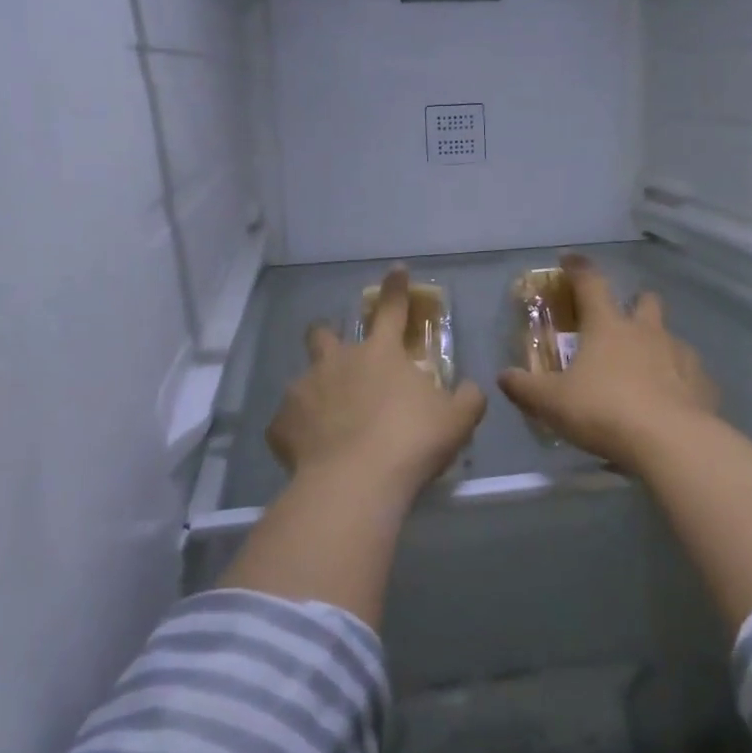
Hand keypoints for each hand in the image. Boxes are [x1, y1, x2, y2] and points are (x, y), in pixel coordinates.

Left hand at [268, 268, 487, 509]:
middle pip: (323, 333)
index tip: (395, 269)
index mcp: (381, 354)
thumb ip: (467, 399)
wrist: (355, 483)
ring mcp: (304, 389)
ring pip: (303, 379)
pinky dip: (299, 433)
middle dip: (326, 334)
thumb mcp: (456, 421)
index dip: (396, 288)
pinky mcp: (281, 423)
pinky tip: (311, 453)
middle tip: (335, 353)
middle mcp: (338, 362)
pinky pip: (288, 423)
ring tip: (327, 423)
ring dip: (315, 392)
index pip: (392, 309)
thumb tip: (470, 389)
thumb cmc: (411, 442)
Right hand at [498, 255, 718, 474]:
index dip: (578, 268)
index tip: (569, 259)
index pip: (590, 283)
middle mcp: (646, 332)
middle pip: (645, 301)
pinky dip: (679, 381)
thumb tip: (503, 376)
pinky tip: (669, 402)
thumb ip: (525, 388)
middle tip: (621, 321)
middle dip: (634, 303)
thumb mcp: (552, 403)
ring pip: (670, 336)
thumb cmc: (605, 411)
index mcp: (608, 326)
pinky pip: (690, 374)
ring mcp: (679, 355)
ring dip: (657, 345)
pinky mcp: (702, 384)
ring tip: (645, 371)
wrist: (672, 443)